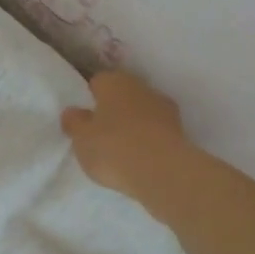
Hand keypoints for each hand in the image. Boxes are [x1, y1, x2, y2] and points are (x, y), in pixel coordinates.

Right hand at [61, 70, 193, 201]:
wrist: (163, 172)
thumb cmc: (113, 147)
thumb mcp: (81, 138)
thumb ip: (74, 122)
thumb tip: (73, 111)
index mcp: (115, 82)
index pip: (98, 81)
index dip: (90, 98)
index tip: (84, 117)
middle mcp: (142, 88)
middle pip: (123, 95)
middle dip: (113, 110)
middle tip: (99, 133)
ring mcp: (165, 109)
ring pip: (142, 112)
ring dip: (133, 125)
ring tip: (120, 150)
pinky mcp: (180, 132)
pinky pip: (155, 131)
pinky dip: (147, 140)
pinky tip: (138, 159)